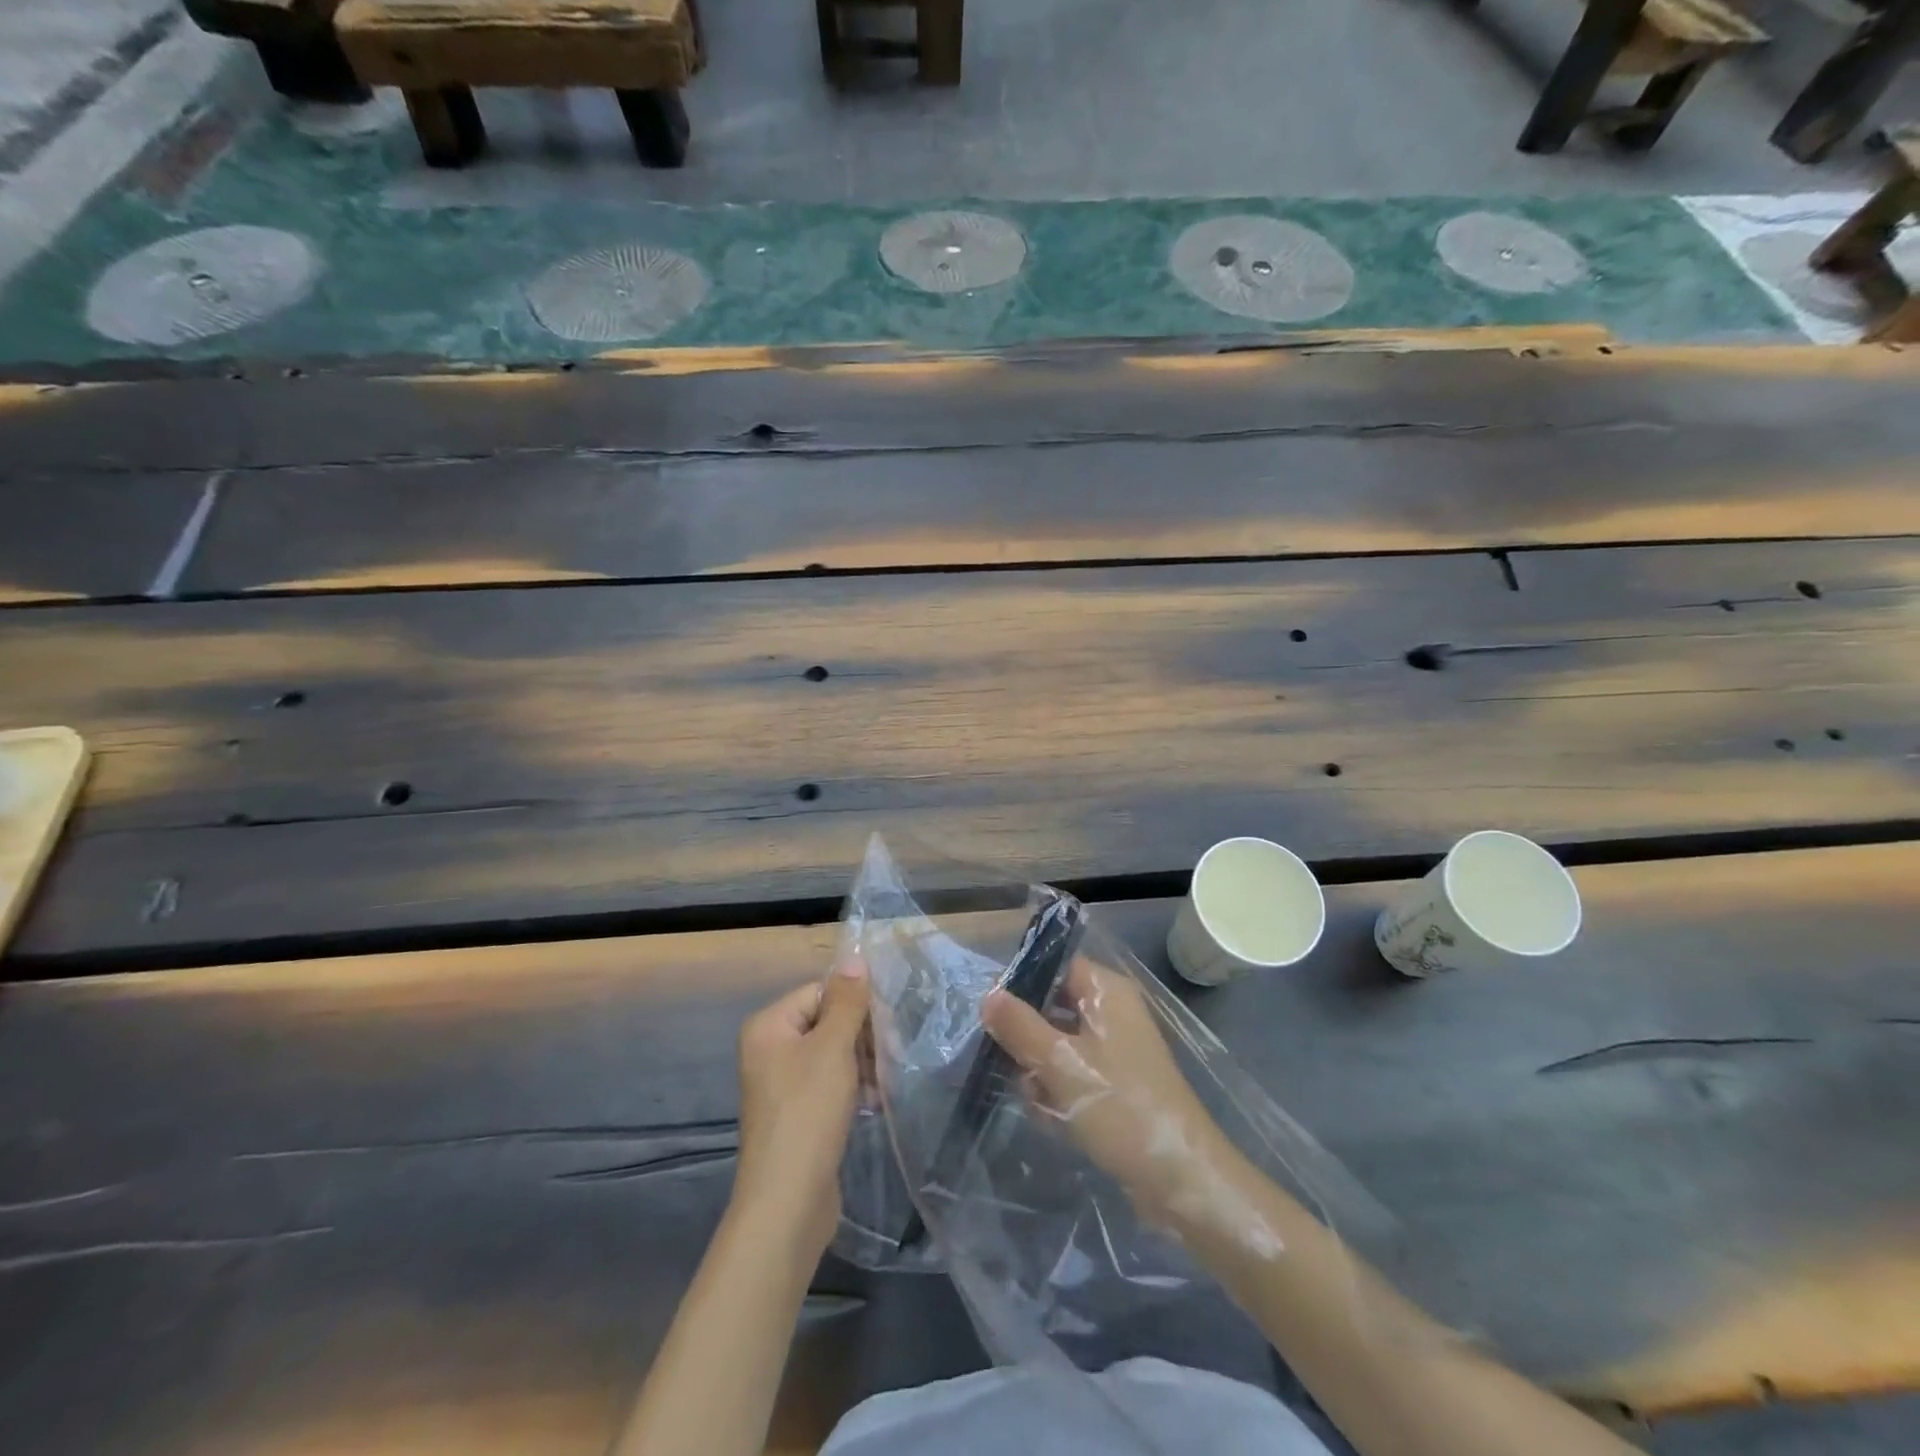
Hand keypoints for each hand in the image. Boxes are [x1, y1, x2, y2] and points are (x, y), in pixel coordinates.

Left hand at [730, 962, 868, 1262]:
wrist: (787, 1202)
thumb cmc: (808, 1112)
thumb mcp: (832, 1048)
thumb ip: (847, 1002)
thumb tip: (854, 958)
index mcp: (769, 1026)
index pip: (820, 992)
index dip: (854, 1005)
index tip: (887, 1025)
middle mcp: (769, 1050)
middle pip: (826, 1022)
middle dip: (862, 1037)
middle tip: (892, 1055)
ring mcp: (781, 1085)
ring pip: (832, 1054)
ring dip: (862, 1063)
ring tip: (885, 1082)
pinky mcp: (796, 1114)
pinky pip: (829, 1084)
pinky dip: (853, 1088)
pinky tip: (875, 1101)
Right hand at [983, 958, 1236, 1228]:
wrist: (1179, 1177)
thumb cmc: (1119, 1106)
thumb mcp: (1060, 1062)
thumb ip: (1019, 1025)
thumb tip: (987, 994)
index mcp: (1107, 991)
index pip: (1055, 966)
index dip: (1021, 983)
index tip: (992, 1012)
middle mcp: (1112, 1012)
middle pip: (1052, 1006)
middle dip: (1027, 1038)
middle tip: (1012, 1064)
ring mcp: (1116, 1050)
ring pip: (1058, 1044)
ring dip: (1039, 1070)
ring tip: (1036, 1099)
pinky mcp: (1116, 1084)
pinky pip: (1073, 1074)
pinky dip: (1058, 1091)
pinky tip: (1050, 1117)